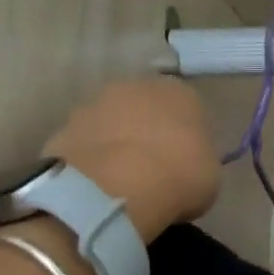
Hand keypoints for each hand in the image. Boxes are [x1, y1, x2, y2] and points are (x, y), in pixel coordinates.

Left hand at [42, 78, 220, 245]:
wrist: (114, 188)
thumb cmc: (178, 177)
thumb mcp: (209, 177)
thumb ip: (199, 162)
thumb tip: (187, 167)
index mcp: (182, 93)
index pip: (190, 110)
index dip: (188, 138)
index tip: (186, 163)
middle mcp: (138, 86)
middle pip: (147, 109)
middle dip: (149, 132)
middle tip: (154, 168)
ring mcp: (95, 102)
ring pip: (113, 122)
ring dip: (118, 143)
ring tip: (122, 180)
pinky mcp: (64, 125)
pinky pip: (87, 143)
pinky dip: (93, 159)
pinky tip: (99, 185)